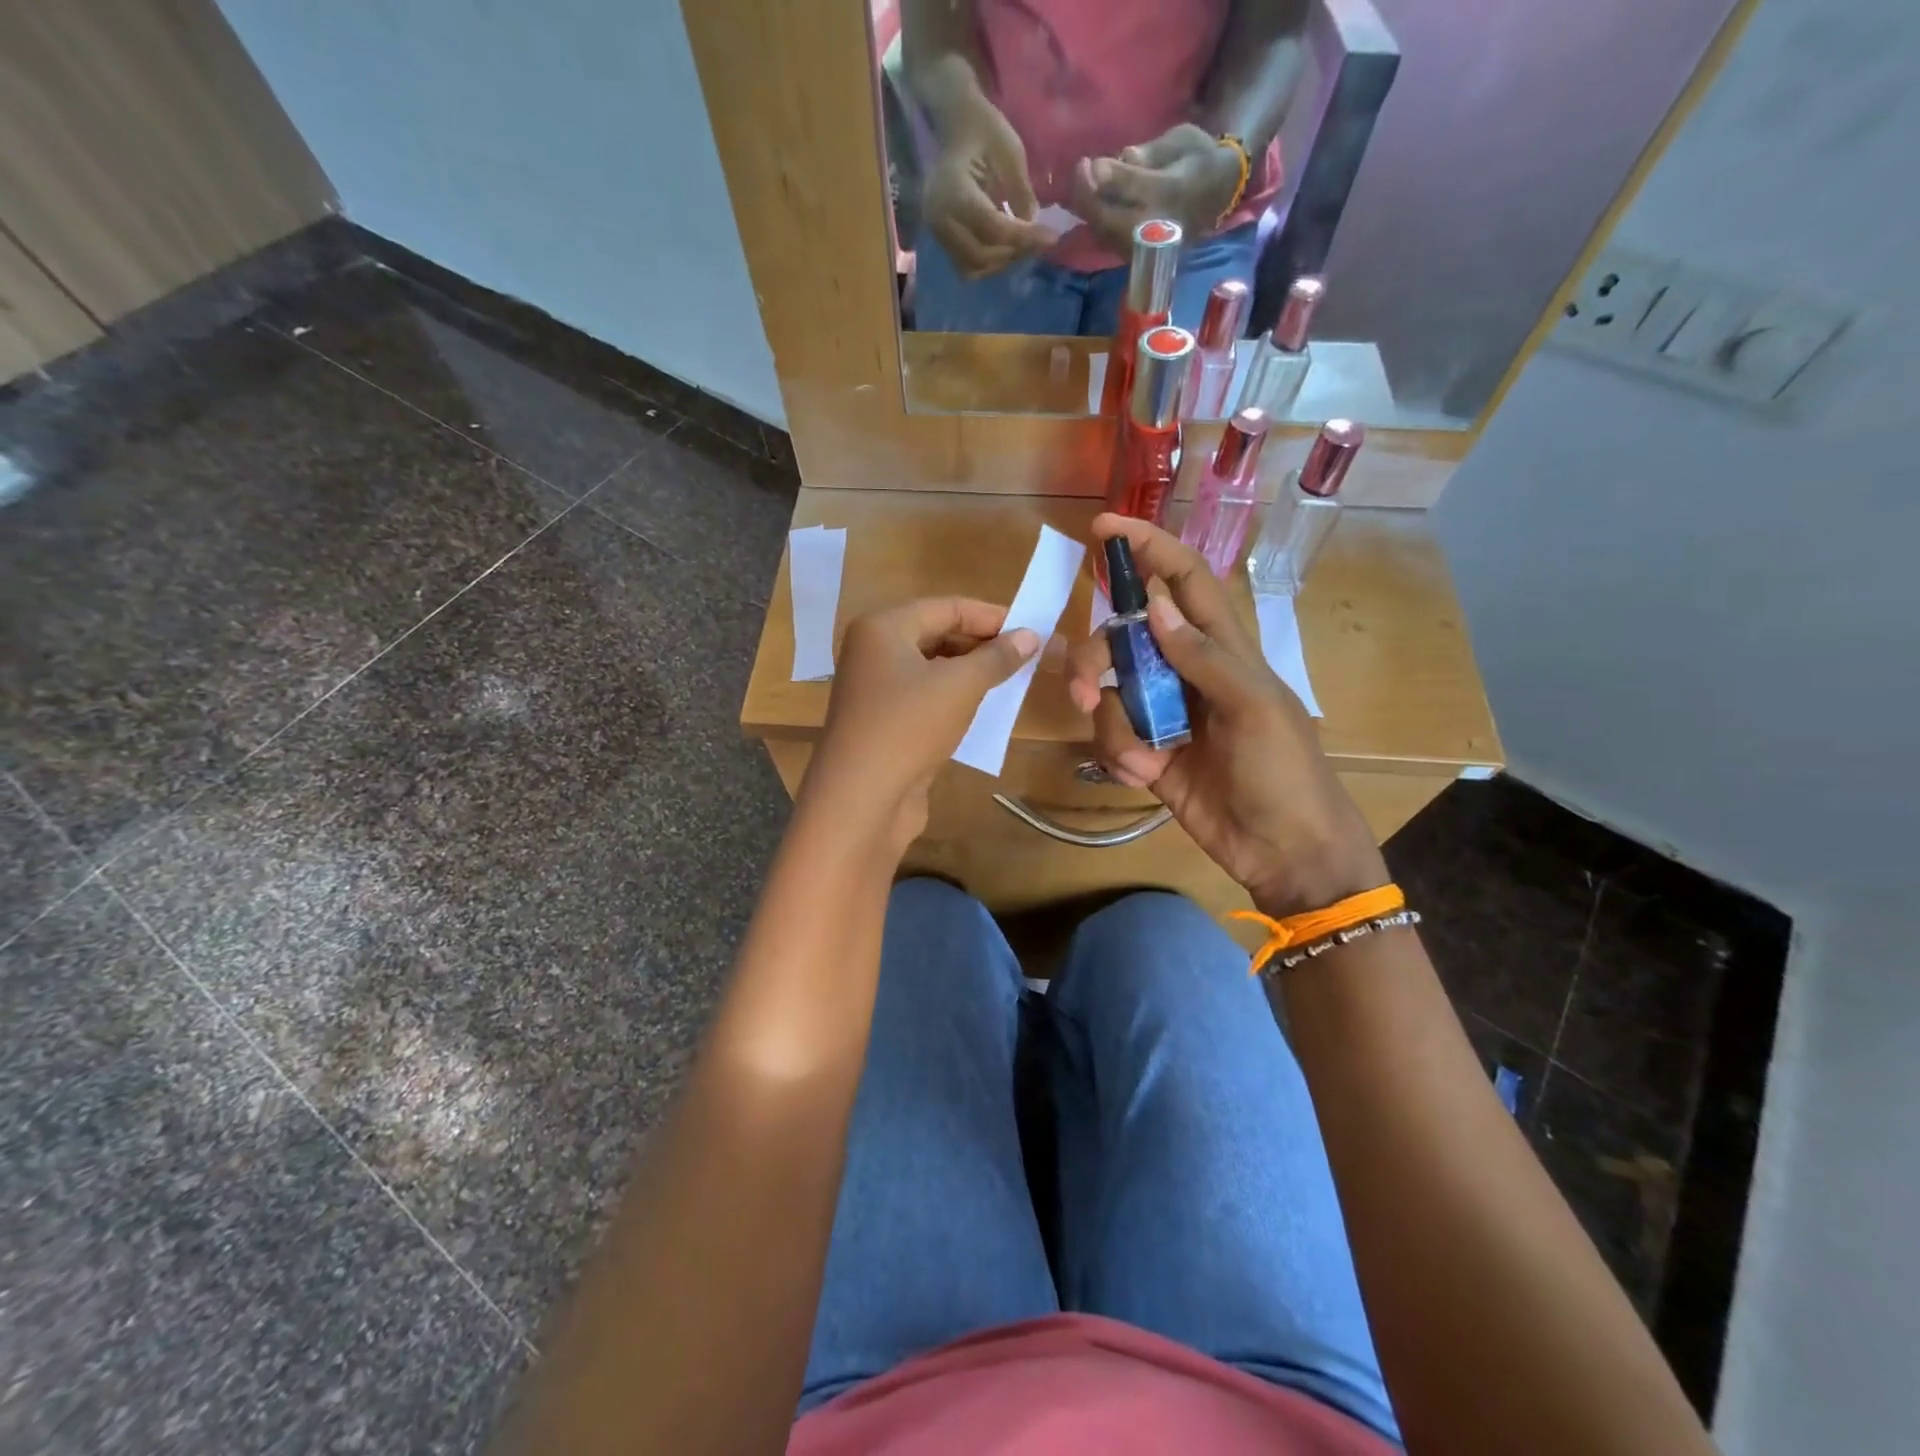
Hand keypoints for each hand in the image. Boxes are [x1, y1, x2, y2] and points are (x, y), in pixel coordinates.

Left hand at [804, 597, 1039, 853]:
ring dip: (972, 673)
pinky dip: (955, 699)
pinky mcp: (883, 723)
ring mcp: (876, 690)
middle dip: (982, 645)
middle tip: (1027, 656)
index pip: (947, 607)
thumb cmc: (909, 727)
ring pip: (933, 669)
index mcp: (882, 628)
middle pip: (937, 635)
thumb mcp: (960, 686)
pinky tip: (986, 709)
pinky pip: (926, 699)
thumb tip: (1031, 635)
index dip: (992, 616)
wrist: (862, 799)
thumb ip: (997, 657)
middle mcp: (873, 652)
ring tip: (1013, 680)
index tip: (1032, 628)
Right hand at [923, 93, 1057, 278]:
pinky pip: (968, 266)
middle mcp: (940, 218)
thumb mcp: (1010, 152)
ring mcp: (937, 233)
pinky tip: (1007, 248)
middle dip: (1013, 253)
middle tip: (1040, 242)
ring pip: (973, 267)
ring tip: (1023, 245)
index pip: (992, 228)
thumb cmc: (983, 130)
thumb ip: (1021, 192)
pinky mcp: (943, 242)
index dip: (1024, 238)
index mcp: (953, 190)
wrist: (956, 127)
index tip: (1052, 238)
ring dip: (1002, 263)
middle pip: (981, 256)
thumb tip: (1033, 227)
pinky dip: (990, 264)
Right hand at [1067, 516, 1386, 916]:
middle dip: (1098, 659)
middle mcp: (1185, 672)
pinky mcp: (1147, 753)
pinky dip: (1118, 755)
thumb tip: (1155, 603)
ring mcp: (1164, 713)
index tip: (1102, 529)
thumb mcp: (1253, 708)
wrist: (1284, 851)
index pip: (1182, 580)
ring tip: (1138, 760)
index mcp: (1222, 649)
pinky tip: (1144, 776)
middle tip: (1088, 691)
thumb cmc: (1284, 773)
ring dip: (1112, 724)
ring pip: (1110, 691)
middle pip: (1123, 638)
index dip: (1147, 548)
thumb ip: (1203, 655)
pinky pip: (1111, 736)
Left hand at [1071, 124, 1243, 253]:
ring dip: (1089, 209)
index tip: (1089, 162)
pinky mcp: (1140, 253)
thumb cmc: (1200, 160)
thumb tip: (1123, 155)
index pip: (1131, 189)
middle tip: (1082, 169)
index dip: (1106, 177)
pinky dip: (1096, 220)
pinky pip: (1109, 240)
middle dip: (1087, 197)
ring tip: (1084, 182)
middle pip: (1109, 219)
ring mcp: (1146, 244)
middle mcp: (1155, 224)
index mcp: (1170, 193)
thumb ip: (1151, 152)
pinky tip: (1093, 199)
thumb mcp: (1182, 142)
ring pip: (1105, 233)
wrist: (1220, 193)